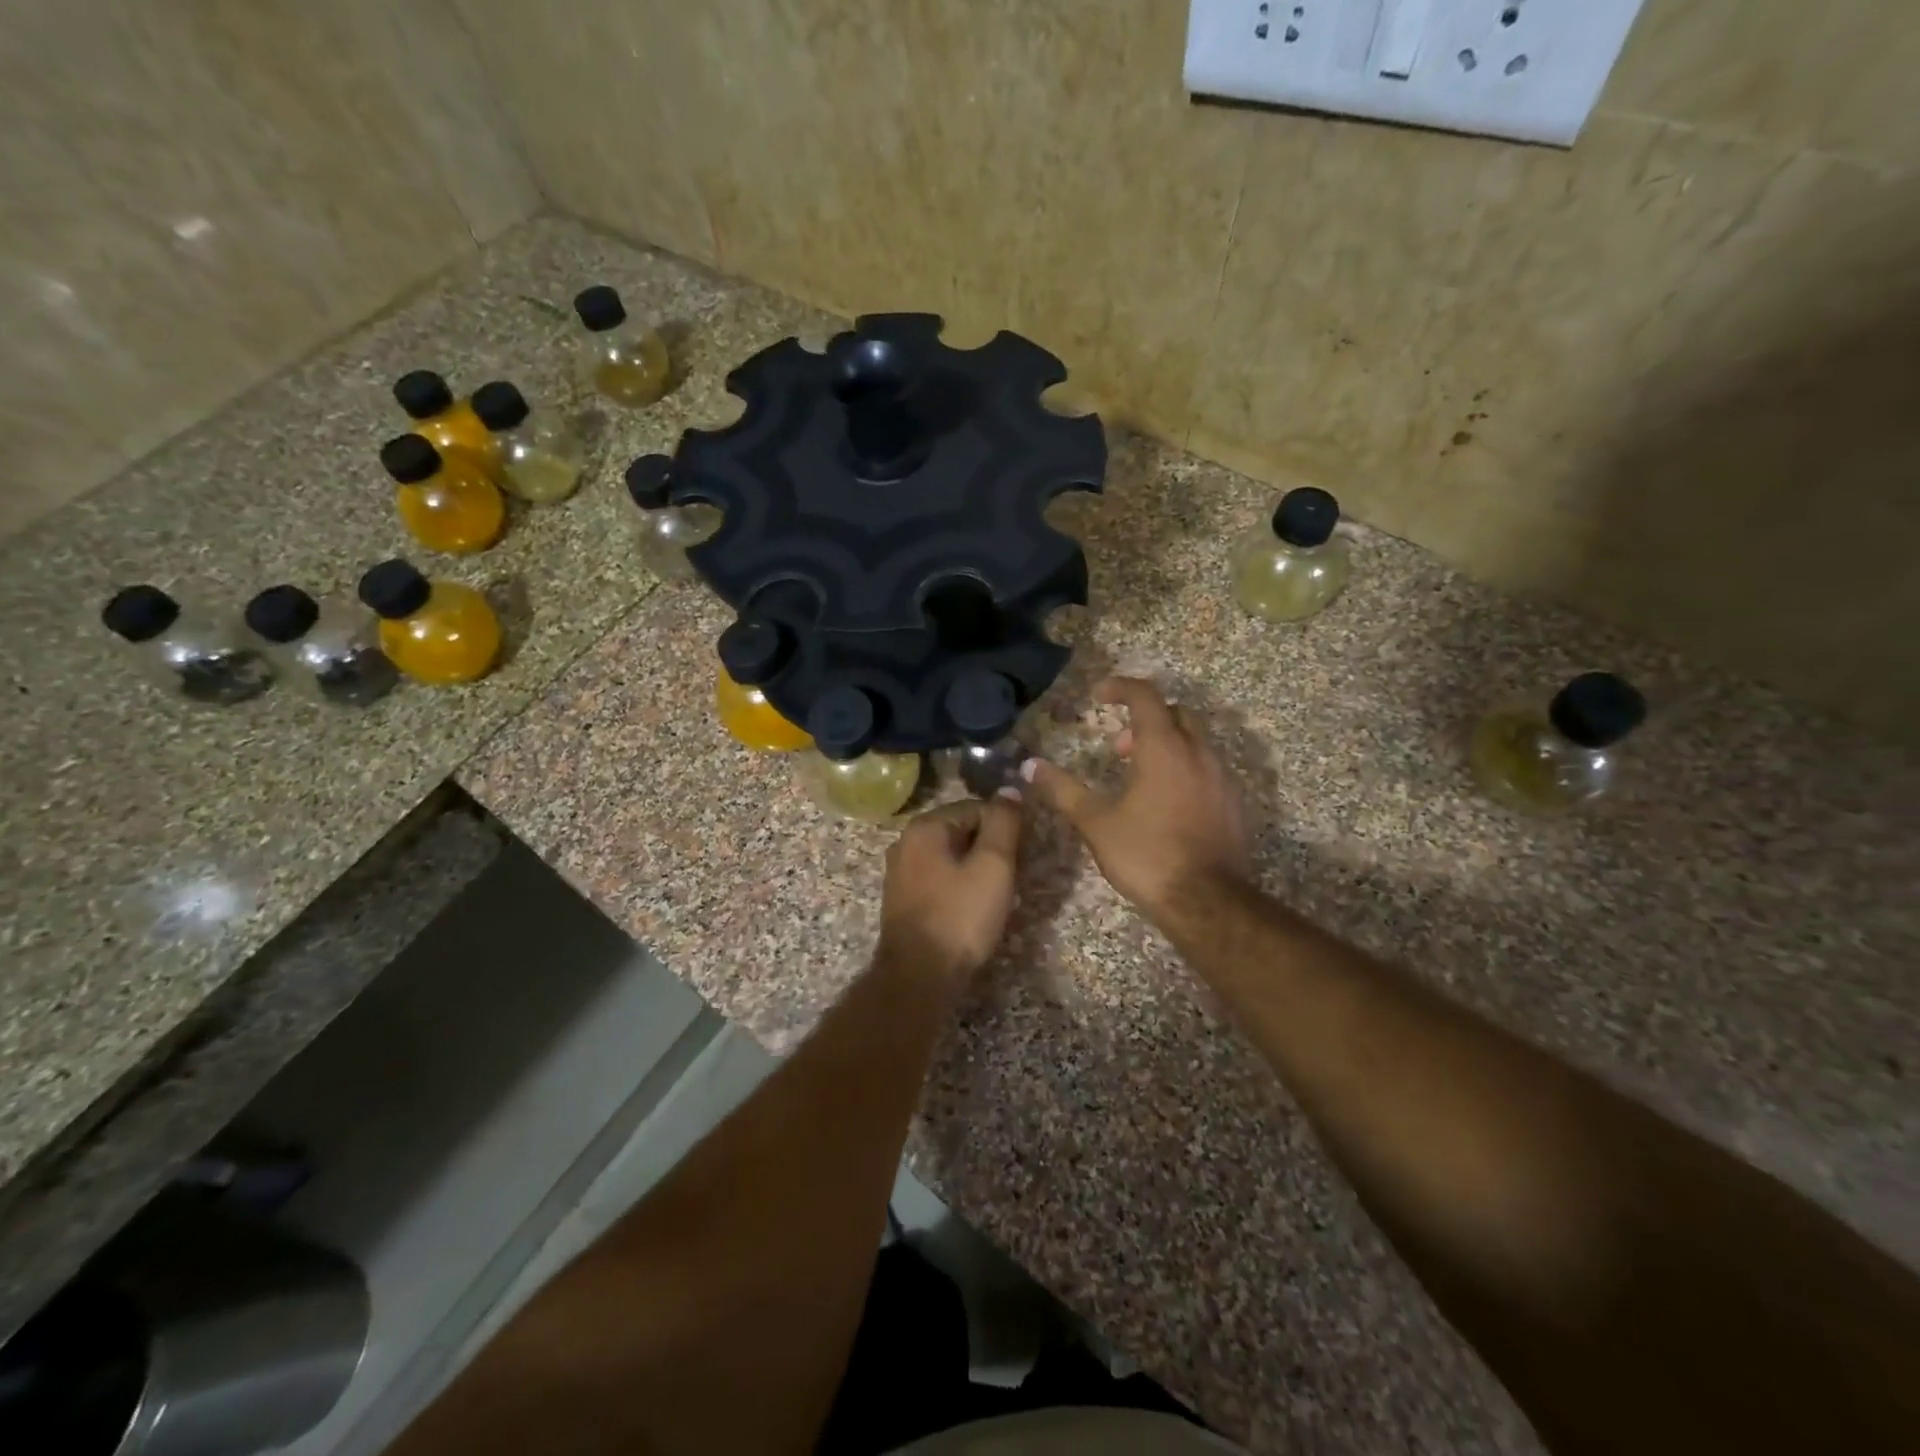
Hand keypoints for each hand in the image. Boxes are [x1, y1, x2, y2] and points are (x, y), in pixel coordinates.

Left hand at [876, 795, 1023, 990]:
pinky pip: (939, 879)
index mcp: (925, 826)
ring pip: (951, 857)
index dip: (1004, 827)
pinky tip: (973, 909)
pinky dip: (959, 886)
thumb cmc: (960, 917)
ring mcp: (900, 872)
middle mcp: (906, 842)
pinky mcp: (902, 900)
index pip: (976, 807)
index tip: (1022, 854)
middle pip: (961, 831)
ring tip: (997, 895)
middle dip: (990, 849)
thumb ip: (1003, 823)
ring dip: (976, 869)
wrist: (919, 977)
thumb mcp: (993, 865)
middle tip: (1012, 877)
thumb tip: (1010, 789)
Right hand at [1025, 677, 1250, 923]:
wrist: (1206, 902)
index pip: (1145, 696)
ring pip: (1194, 741)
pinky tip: (1165, 802)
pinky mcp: (1232, 802)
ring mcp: (1221, 777)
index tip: (1098, 695)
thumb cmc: (1146, 855)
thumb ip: (1063, 790)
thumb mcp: (1096, 823)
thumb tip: (1030, 766)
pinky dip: (1183, 768)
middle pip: (1175, 713)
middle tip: (1117, 746)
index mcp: (1164, 749)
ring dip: (1164, 745)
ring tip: (1137, 776)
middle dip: (1144, 719)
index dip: (1120, 688)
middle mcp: (1198, 753)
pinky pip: (1206, 768)